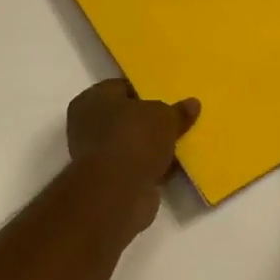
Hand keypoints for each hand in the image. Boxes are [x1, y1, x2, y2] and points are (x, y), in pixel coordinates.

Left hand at [66, 80, 200, 235]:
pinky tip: (173, 167)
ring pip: (131, 144)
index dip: (145, 91)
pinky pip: (135, 167)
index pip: (120, 87)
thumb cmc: (134, 139)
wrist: (118, 191)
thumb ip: (177, 111)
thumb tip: (192, 104)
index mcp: (91, 100)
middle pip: (126, 118)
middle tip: (176, 121)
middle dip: (150, 122)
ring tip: (179, 144)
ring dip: (152, 147)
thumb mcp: (164, 117)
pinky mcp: (108, 181)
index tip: (167, 97)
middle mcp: (87, 125)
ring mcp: (96, 155)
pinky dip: (151, 167)